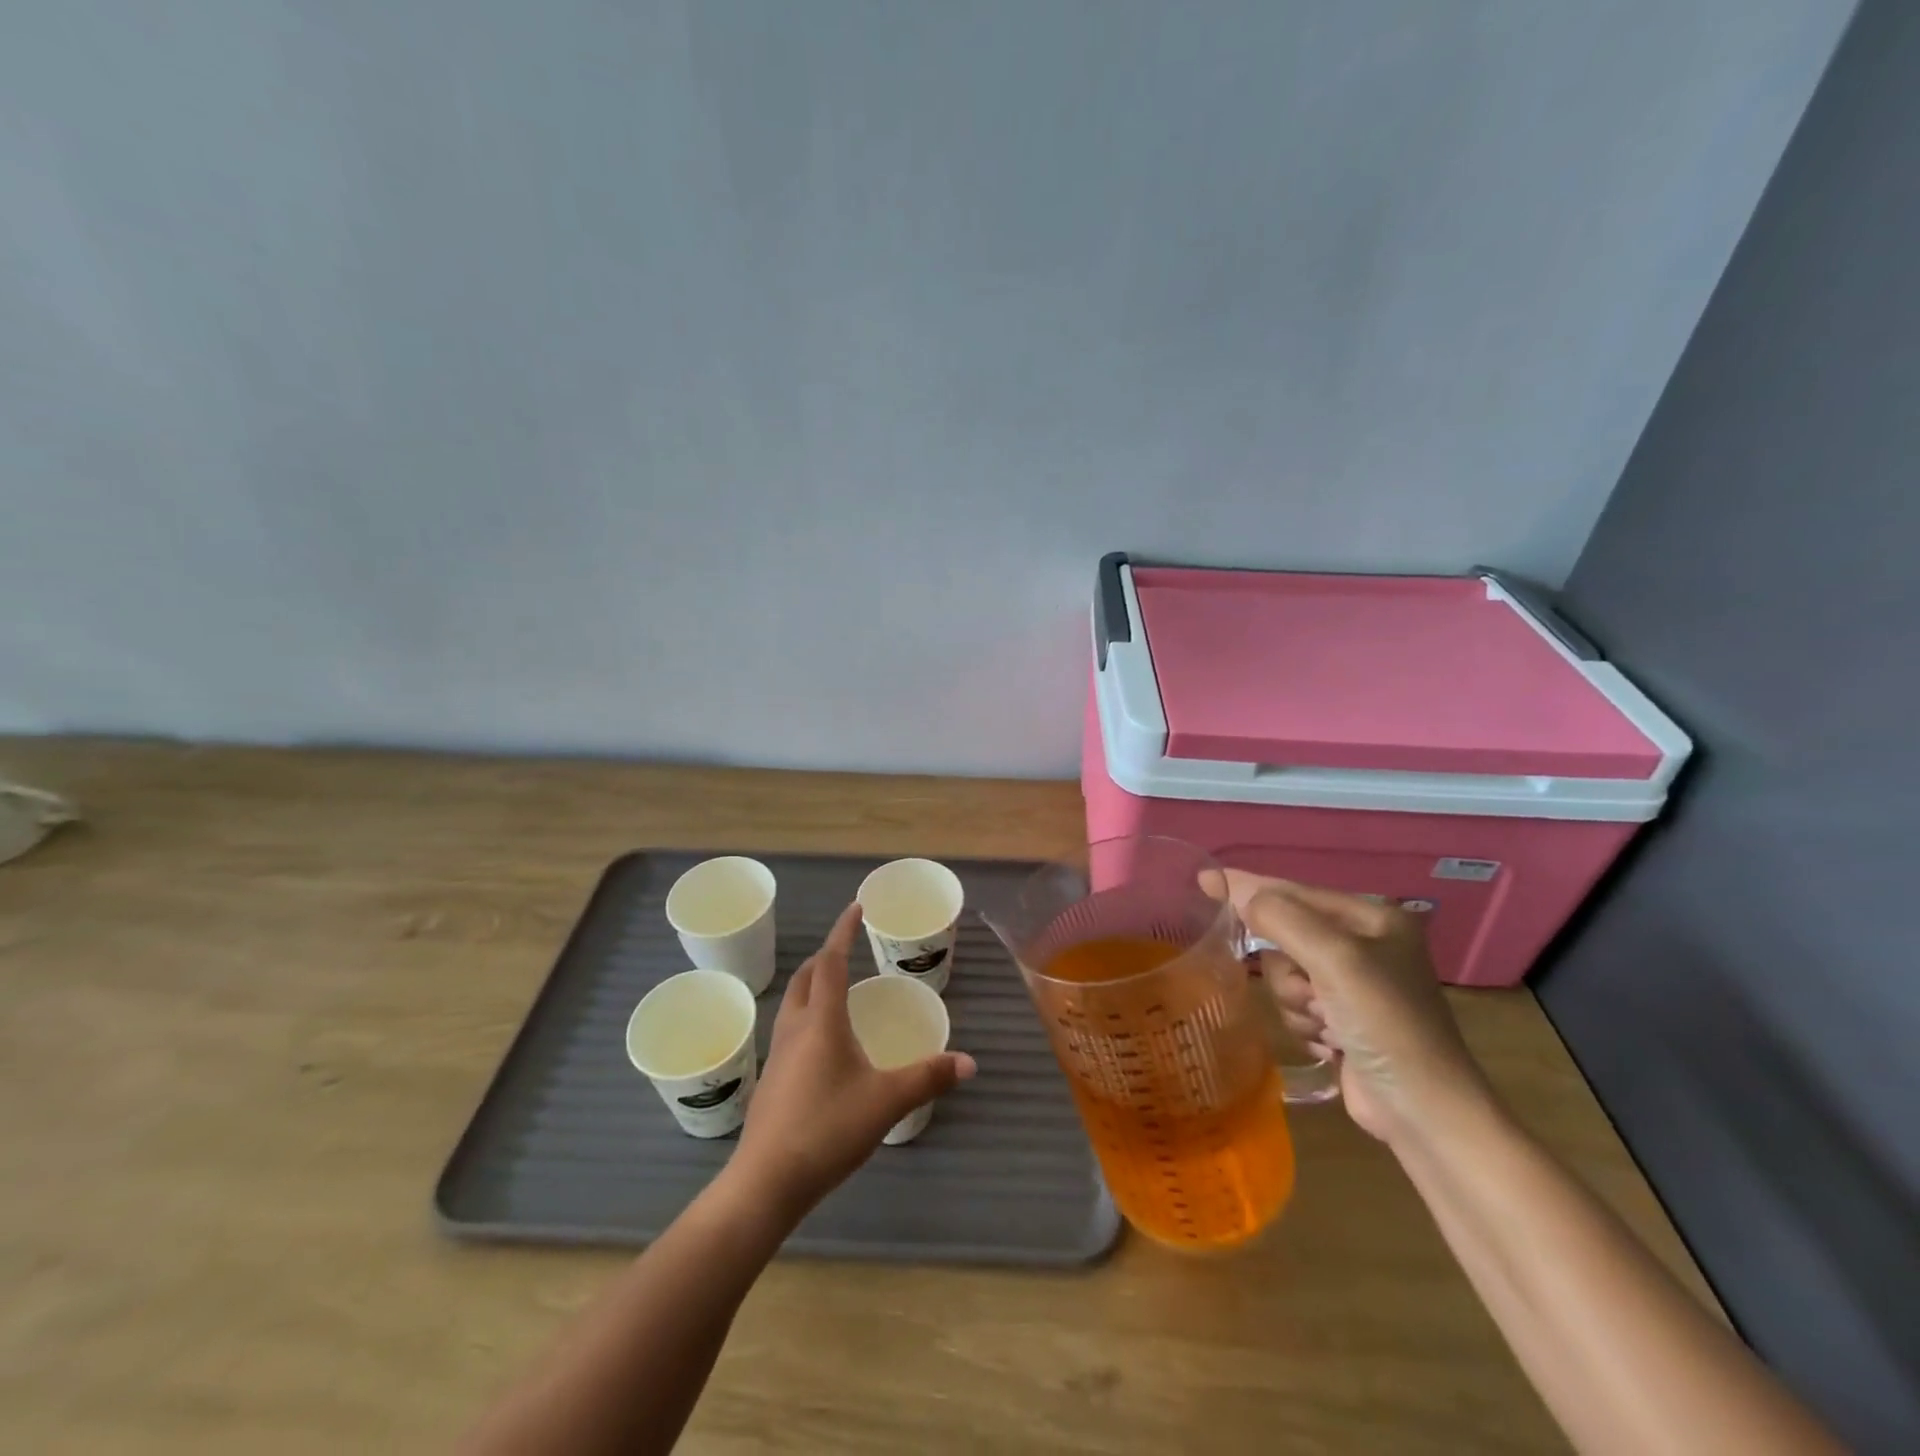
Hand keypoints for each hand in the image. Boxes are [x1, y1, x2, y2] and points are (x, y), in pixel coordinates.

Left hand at [733, 902, 975, 1214]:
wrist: (766, 1182)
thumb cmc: (827, 1129)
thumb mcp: (886, 1101)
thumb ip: (928, 1077)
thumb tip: (969, 1062)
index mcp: (821, 1021)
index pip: (830, 961)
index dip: (843, 931)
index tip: (856, 907)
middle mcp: (795, 1028)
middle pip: (805, 977)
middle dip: (824, 955)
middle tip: (846, 948)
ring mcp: (777, 1055)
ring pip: (792, 1003)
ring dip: (811, 985)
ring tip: (835, 990)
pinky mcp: (772, 1081)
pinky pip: (789, 1030)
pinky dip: (806, 1016)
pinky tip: (822, 1045)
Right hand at [1225, 872, 1492, 1145]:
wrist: (1425, 1113)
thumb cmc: (1386, 1025)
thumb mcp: (1335, 960)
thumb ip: (1281, 918)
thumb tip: (1234, 889)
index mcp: (1373, 919)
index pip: (1295, 892)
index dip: (1248, 886)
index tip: (1204, 879)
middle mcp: (1364, 945)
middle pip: (1285, 937)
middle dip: (1289, 969)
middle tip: (1313, 993)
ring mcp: (1354, 986)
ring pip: (1284, 974)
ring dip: (1296, 1002)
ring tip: (1328, 1025)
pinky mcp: (1344, 1021)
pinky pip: (1294, 1005)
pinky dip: (1304, 1024)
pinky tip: (1330, 1043)